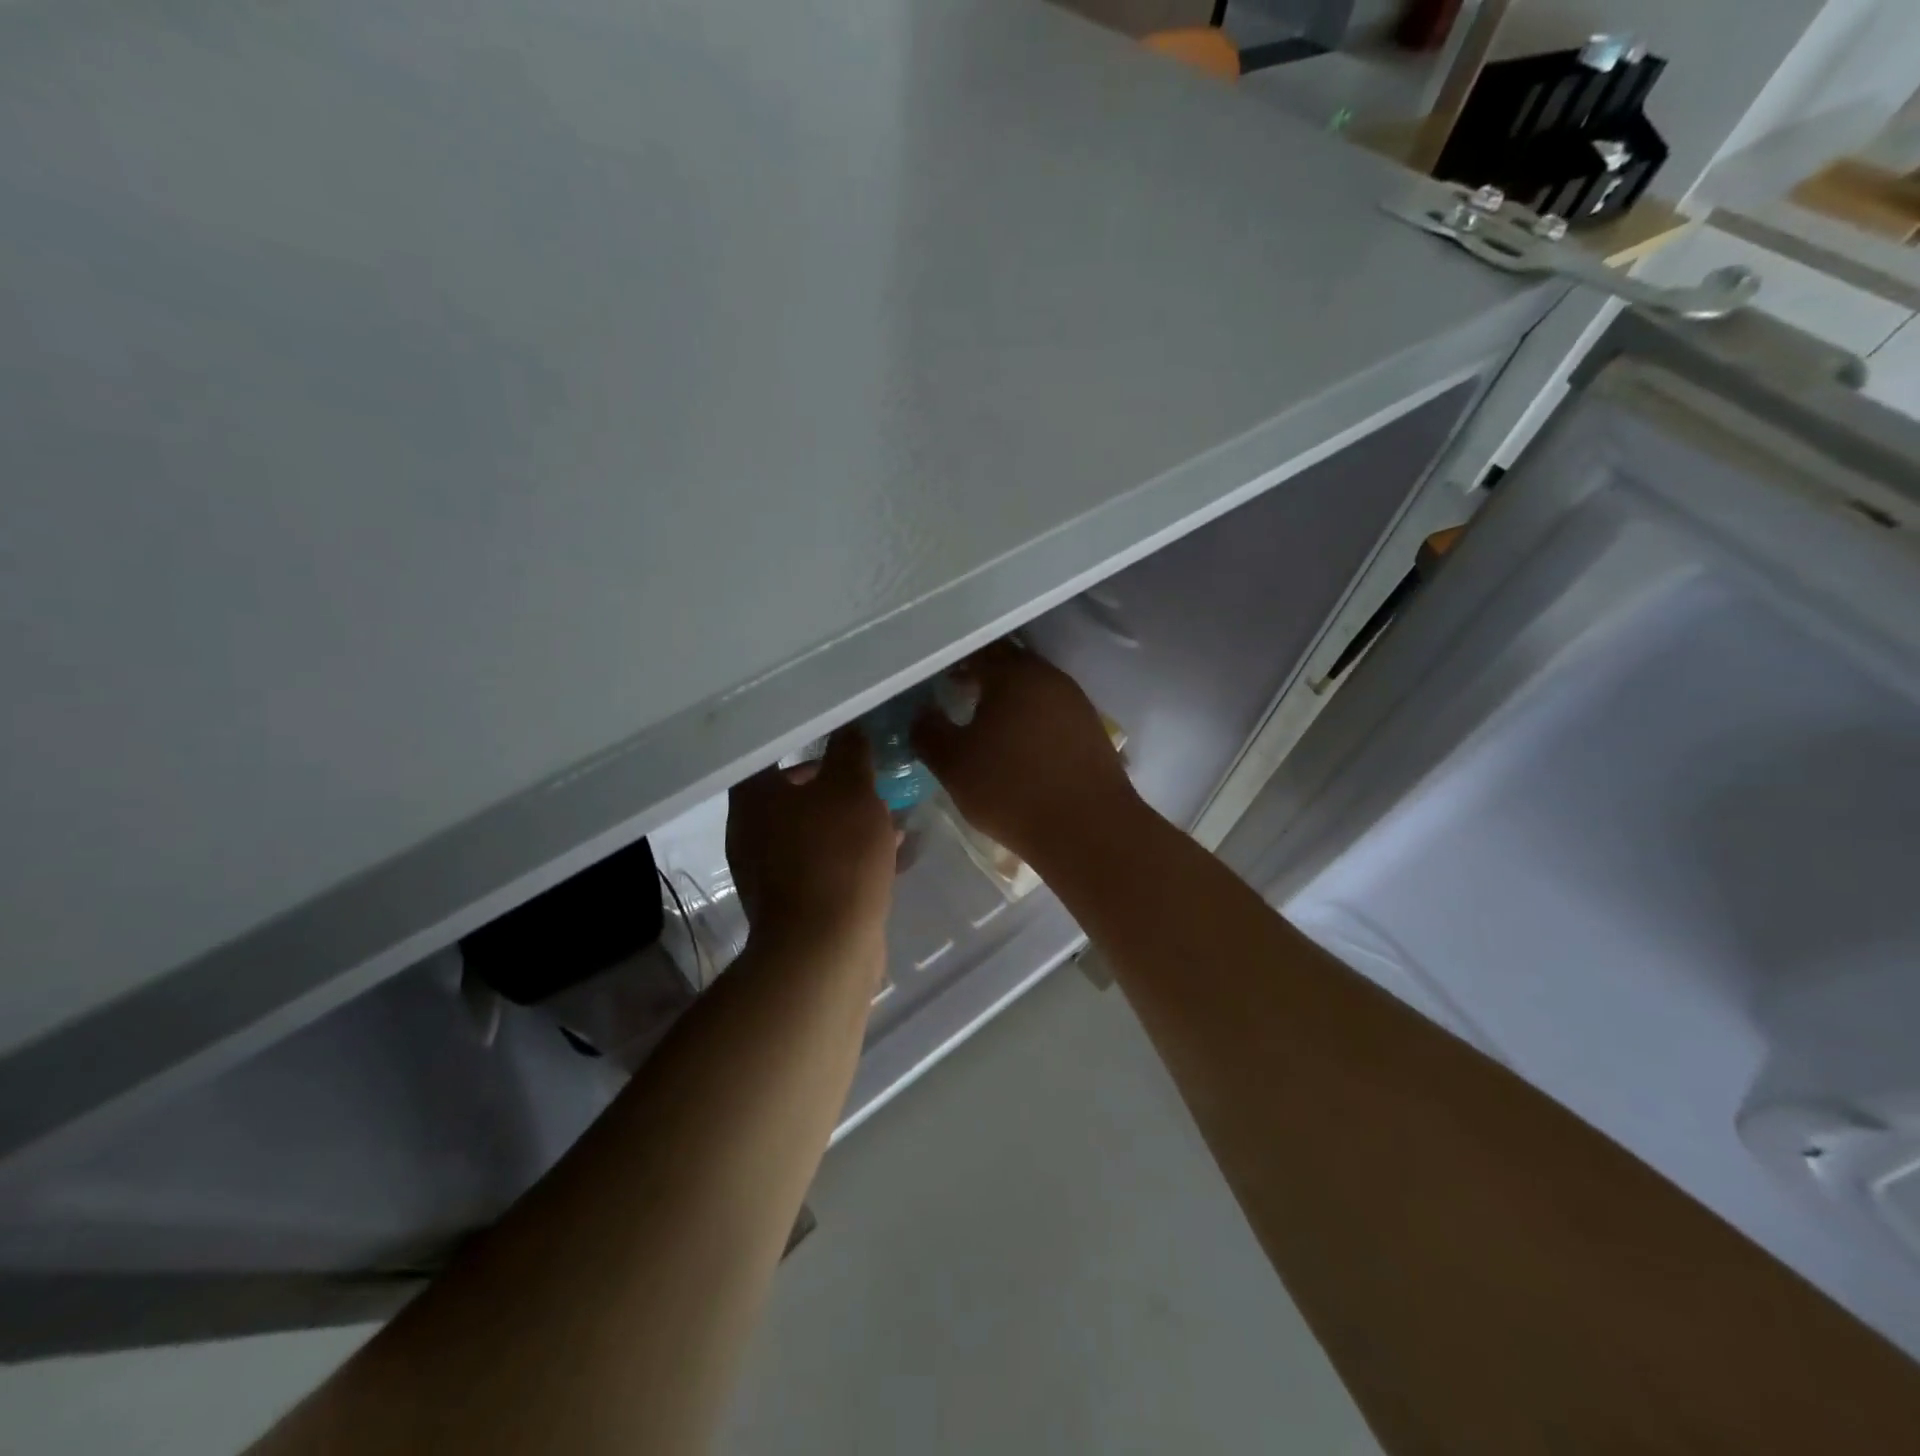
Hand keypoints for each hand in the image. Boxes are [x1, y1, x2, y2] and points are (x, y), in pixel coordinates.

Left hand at [726, 729, 897, 959]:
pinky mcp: (791, 903)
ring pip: (813, 832)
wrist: (826, 947)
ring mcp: (767, 872)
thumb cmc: (835, 854)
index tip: (843, 743)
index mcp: (753, 799)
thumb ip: (850, 753)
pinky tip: (890, 854)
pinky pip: (823, 865)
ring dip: (848, 823)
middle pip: (794, 796)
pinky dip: (849, 855)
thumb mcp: (852, 789)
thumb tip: (849, 730)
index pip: (772, 755)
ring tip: (890, 817)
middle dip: (837, 788)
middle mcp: (750, 833)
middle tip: (872, 780)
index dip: (808, 745)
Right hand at [912, 642, 1141, 866]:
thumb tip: (922, 713)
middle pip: (1011, 665)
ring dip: (1011, 698)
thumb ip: (928, 732)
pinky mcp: (1092, 730)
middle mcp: (1049, 677)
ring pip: (1035, 688)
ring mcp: (1076, 702)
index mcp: (1014, 674)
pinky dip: (1033, 718)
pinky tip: (1022, 745)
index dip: (955, 663)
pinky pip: (1054, 711)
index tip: (939, 680)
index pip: (978, 652)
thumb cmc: (1011, 789)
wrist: (1086, 828)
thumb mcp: (953, 764)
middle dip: (984, 676)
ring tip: (989, 723)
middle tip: (960, 694)